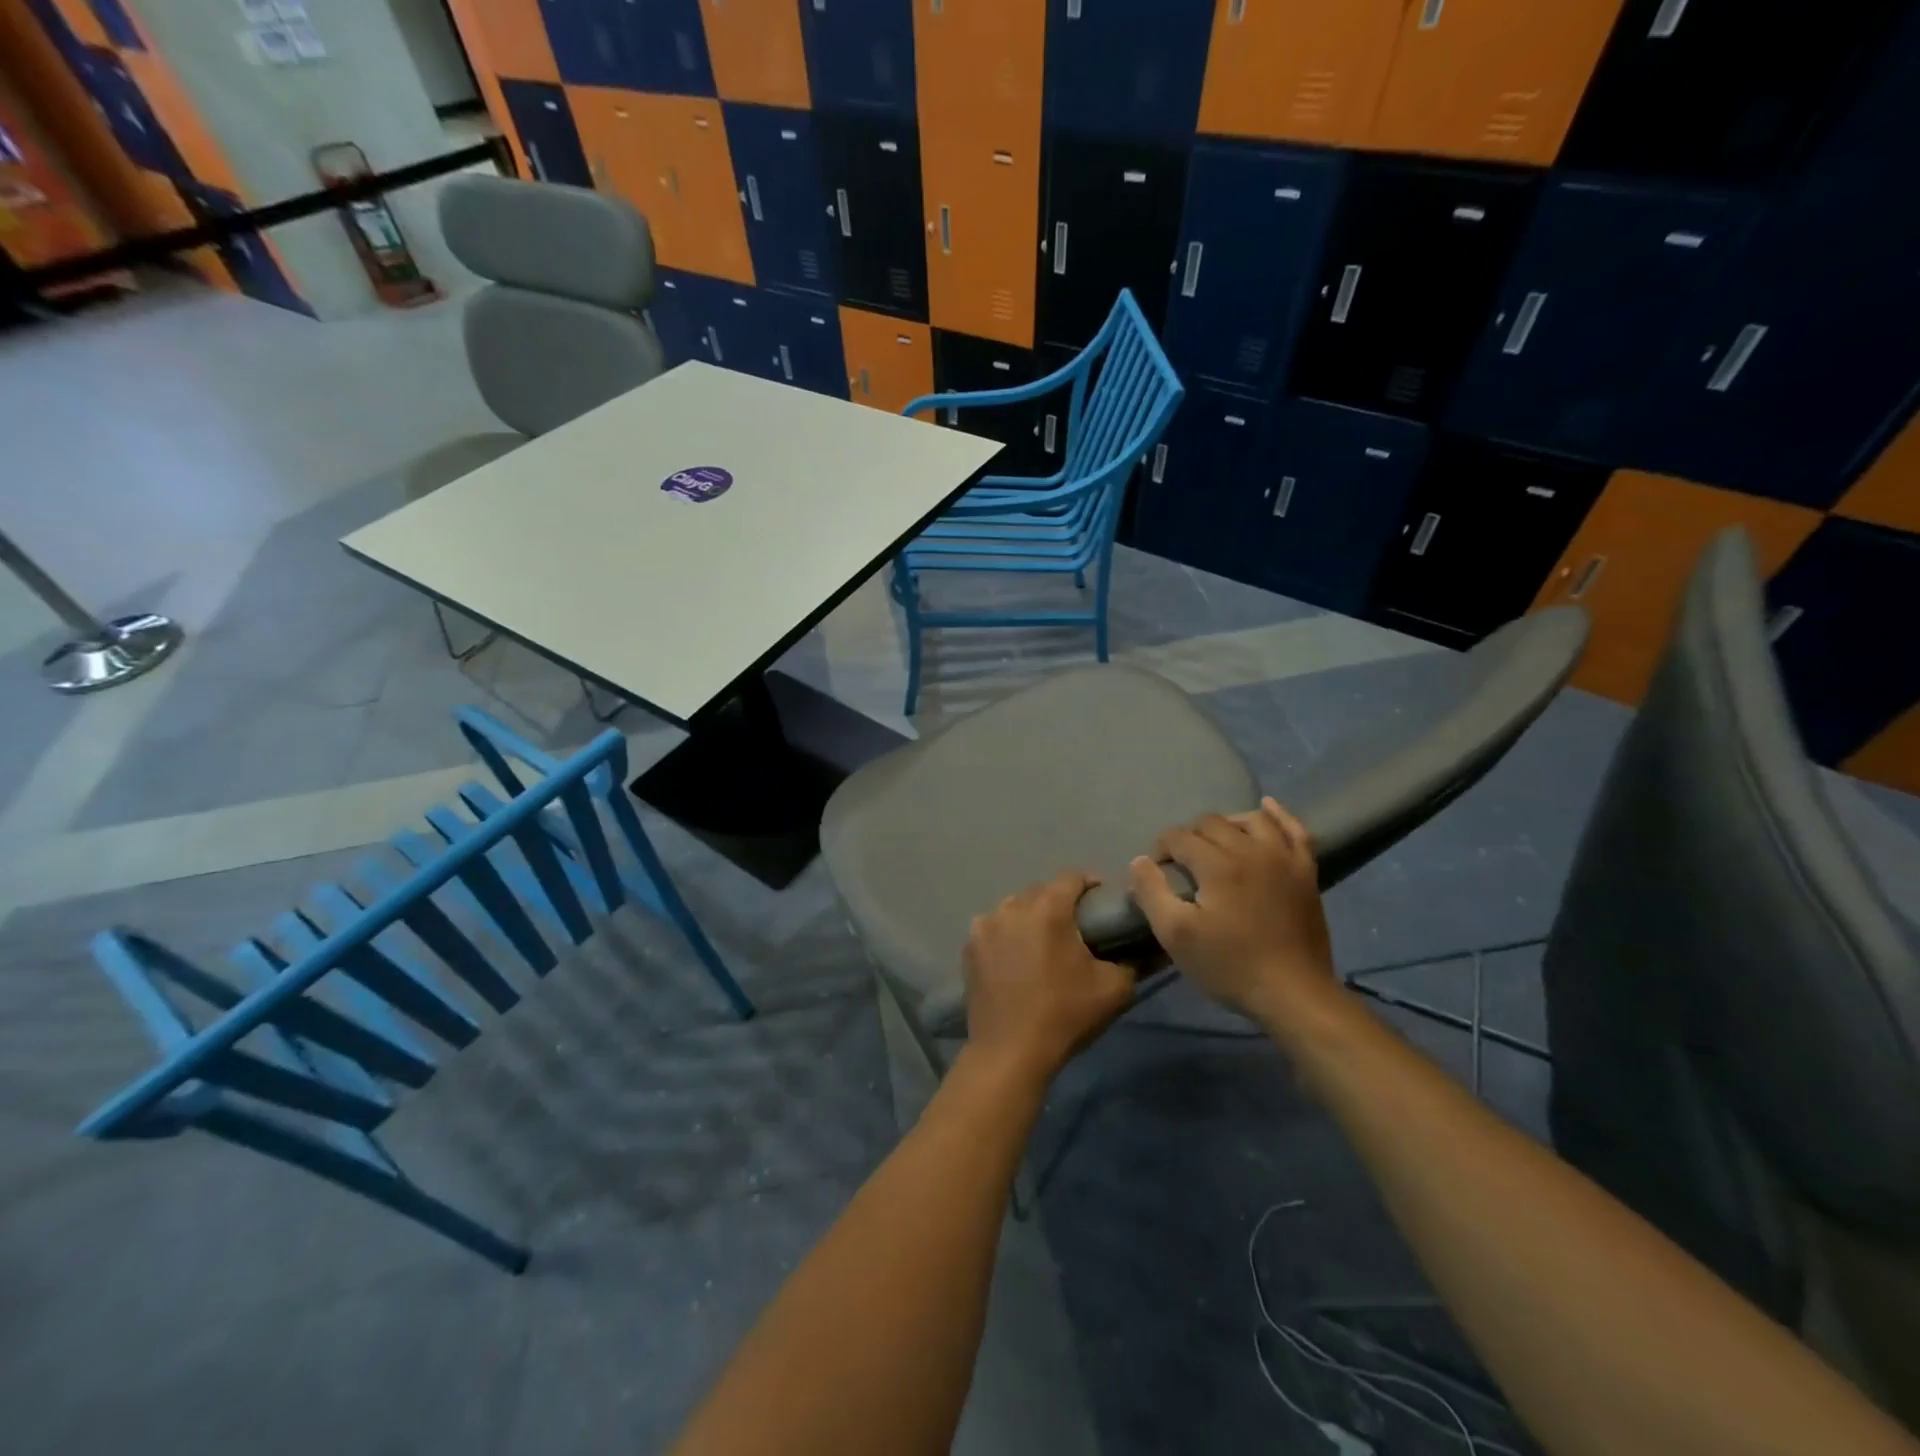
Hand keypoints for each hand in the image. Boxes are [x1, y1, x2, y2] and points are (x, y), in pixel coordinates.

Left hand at [962, 871, 1134, 1087]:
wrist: (1010, 1051)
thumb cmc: (1065, 1015)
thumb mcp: (1114, 989)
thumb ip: (1132, 960)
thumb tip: (1143, 947)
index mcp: (1049, 908)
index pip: (1073, 877)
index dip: (1091, 885)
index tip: (1102, 903)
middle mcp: (1013, 906)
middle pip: (1041, 891)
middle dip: (1060, 902)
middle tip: (1076, 926)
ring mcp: (986, 925)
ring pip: (1014, 907)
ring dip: (1030, 916)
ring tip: (1044, 941)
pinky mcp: (970, 946)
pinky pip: (994, 928)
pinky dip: (1006, 934)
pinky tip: (1015, 957)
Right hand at [1127, 797, 1335, 1026]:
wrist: (1294, 995)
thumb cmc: (1230, 966)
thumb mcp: (1176, 936)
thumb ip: (1152, 893)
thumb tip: (1139, 860)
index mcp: (1217, 864)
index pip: (1179, 837)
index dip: (1162, 849)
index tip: (1158, 872)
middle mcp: (1251, 849)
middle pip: (1212, 823)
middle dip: (1190, 836)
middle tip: (1183, 864)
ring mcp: (1283, 858)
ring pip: (1251, 819)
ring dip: (1228, 823)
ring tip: (1216, 842)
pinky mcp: (1306, 872)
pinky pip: (1295, 830)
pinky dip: (1279, 815)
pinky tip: (1266, 808)